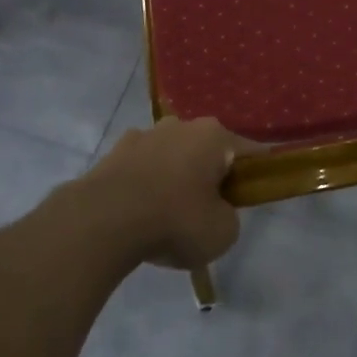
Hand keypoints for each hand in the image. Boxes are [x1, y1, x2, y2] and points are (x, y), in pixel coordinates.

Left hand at [74, 117, 258, 270]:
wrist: (103, 222)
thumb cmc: (175, 220)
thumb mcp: (223, 232)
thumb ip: (229, 216)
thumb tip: (215, 210)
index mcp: (214, 136)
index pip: (248, 152)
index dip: (254, 175)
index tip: (251, 197)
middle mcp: (181, 125)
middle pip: (206, 151)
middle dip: (209, 174)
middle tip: (208, 210)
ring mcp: (144, 135)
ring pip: (172, 156)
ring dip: (175, 177)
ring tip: (168, 215)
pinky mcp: (113, 152)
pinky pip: (142, 168)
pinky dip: (145, 185)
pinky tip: (140, 213)